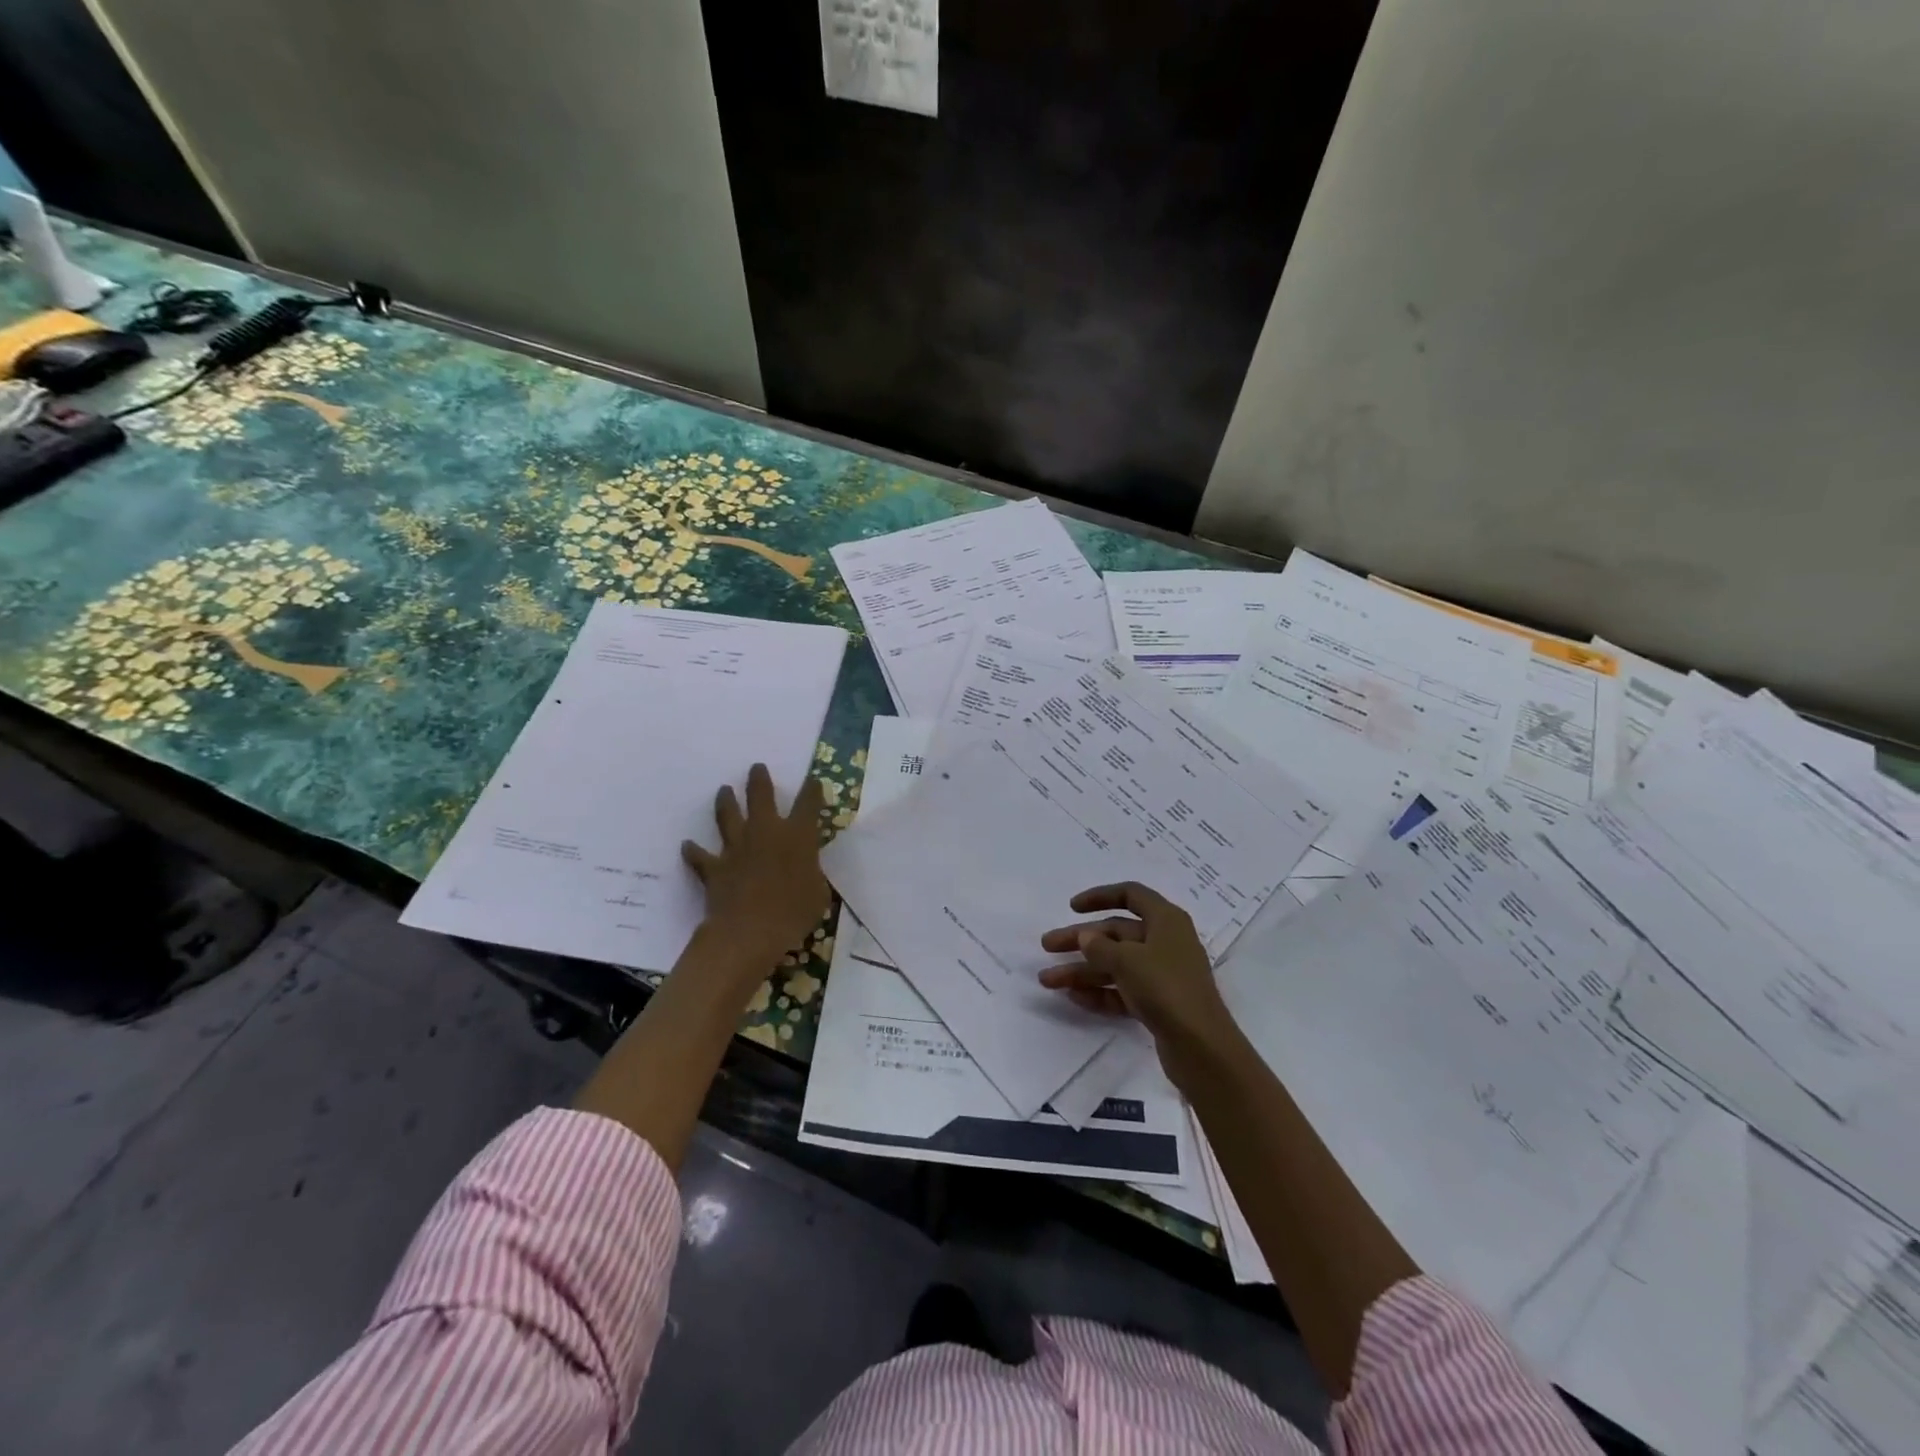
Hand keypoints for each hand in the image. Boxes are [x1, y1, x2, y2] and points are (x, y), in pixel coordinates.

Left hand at [681, 764, 829, 979]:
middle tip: (756, 768)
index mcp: (798, 836)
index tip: (813, 781)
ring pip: (728, 816)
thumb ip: (812, 876)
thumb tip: (808, 873)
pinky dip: (693, 851)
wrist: (750, 930)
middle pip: (761, 796)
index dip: (812, 790)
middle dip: (759, 780)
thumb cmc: (794, 912)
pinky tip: (687, 845)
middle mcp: (766, 832)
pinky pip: (700, 856)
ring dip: (726, 802)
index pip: (808, 804)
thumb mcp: (818, 893)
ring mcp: (737, 848)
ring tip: (723, 790)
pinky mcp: (714, 867)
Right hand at [1038, 882, 1233, 1048]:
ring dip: (1082, 970)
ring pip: (1115, 964)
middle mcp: (1165, 942)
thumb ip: (1100, 946)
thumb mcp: (1127, 961)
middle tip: (1047, 946)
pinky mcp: (1158, 1004)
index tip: (1072, 907)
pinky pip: (1122, 991)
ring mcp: (1161, 975)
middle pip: (1116, 932)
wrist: (1201, 1048)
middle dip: (1080, 940)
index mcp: (1165, 920)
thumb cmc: (1166, 988)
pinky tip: (1073, 997)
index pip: (1131, 895)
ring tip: (1048, 980)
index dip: (1100, 896)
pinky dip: (1099, 992)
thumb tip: (1086, 937)